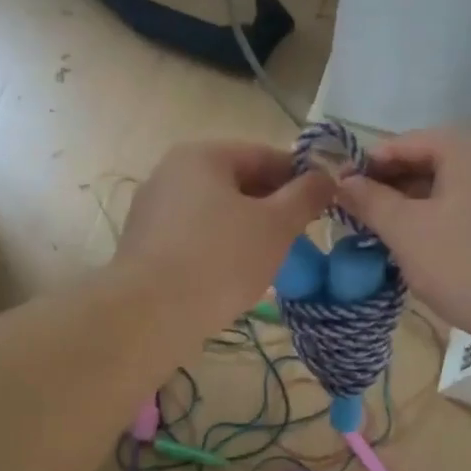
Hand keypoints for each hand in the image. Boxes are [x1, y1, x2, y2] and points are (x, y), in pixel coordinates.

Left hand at [118, 141, 335, 329]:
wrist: (150, 315)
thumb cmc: (220, 260)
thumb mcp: (276, 225)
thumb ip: (305, 196)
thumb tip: (327, 176)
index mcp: (202, 156)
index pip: (264, 155)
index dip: (299, 177)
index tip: (324, 203)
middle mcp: (170, 173)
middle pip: (236, 181)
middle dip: (272, 205)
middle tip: (300, 235)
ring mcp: (152, 209)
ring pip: (215, 211)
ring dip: (247, 228)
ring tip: (271, 258)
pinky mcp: (144, 245)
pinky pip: (194, 236)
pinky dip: (219, 247)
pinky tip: (234, 274)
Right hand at [336, 129, 470, 348]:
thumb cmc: (466, 266)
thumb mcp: (406, 232)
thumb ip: (370, 201)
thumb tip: (343, 182)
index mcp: (469, 147)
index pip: (403, 143)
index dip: (367, 167)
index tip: (340, 194)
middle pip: (432, 161)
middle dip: (393, 187)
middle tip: (362, 218)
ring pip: (455, 186)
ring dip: (419, 205)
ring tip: (391, 236)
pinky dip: (448, 217)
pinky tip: (432, 247)